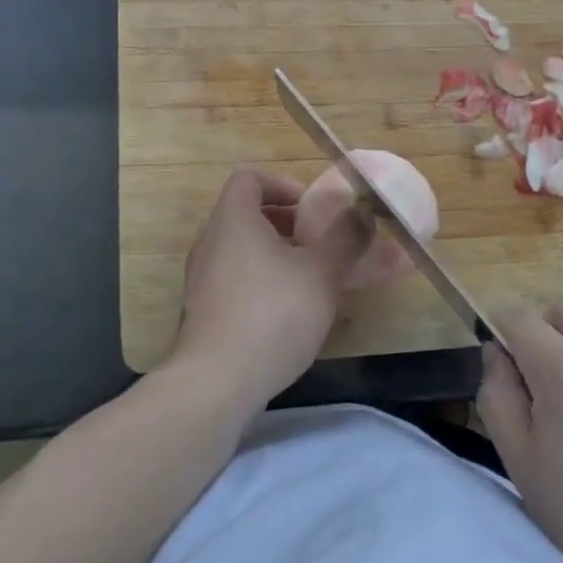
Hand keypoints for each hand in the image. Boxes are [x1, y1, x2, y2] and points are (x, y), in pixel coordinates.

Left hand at [168, 167, 373, 415]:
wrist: (216, 382)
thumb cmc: (272, 314)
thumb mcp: (321, 272)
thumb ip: (344, 238)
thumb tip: (361, 211)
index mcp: (233, 220)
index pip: (248, 179)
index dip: (281, 184)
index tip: (310, 207)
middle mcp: (210, 242)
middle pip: (245, 215)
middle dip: (284, 224)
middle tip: (316, 243)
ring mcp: (201, 279)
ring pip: (240, 251)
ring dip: (274, 256)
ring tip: (308, 280)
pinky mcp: (202, 312)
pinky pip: (233, 281)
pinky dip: (260, 283)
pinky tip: (287, 314)